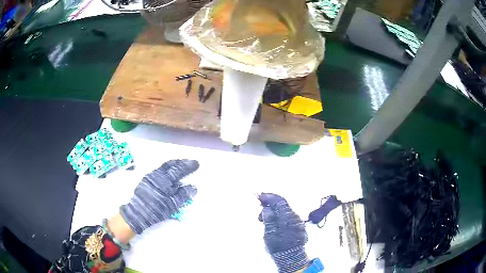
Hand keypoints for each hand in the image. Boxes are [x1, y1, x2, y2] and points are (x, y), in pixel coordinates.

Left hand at [120, 159, 198, 233]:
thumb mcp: (171, 205)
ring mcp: (150, 176)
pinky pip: (159, 170)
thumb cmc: (156, 210)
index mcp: (164, 180)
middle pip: (171, 164)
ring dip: (174, 165)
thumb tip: (193, 188)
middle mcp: (157, 174)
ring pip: (164, 167)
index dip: (188, 166)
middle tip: (190, 162)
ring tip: (181, 165)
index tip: (197, 164)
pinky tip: (169, 173)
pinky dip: (167, 169)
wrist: (137, 213)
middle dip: (181, 162)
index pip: (179, 169)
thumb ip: (183, 195)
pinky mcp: (146, 181)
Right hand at [258, 193, 308, 272]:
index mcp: (288, 217)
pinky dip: (280, 217)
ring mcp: (298, 222)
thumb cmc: (278, 246)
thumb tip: (266, 208)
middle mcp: (295, 217)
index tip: (260, 197)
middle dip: (270, 205)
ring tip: (264, 221)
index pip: (279, 201)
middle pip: (282, 206)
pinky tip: (273, 224)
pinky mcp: (299, 227)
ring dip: (274, 212)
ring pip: (285, 212)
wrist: (291, 258)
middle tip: (260, 213)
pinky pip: (288, 218)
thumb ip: (268, 219)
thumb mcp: (269, 233)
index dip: (269, 197)